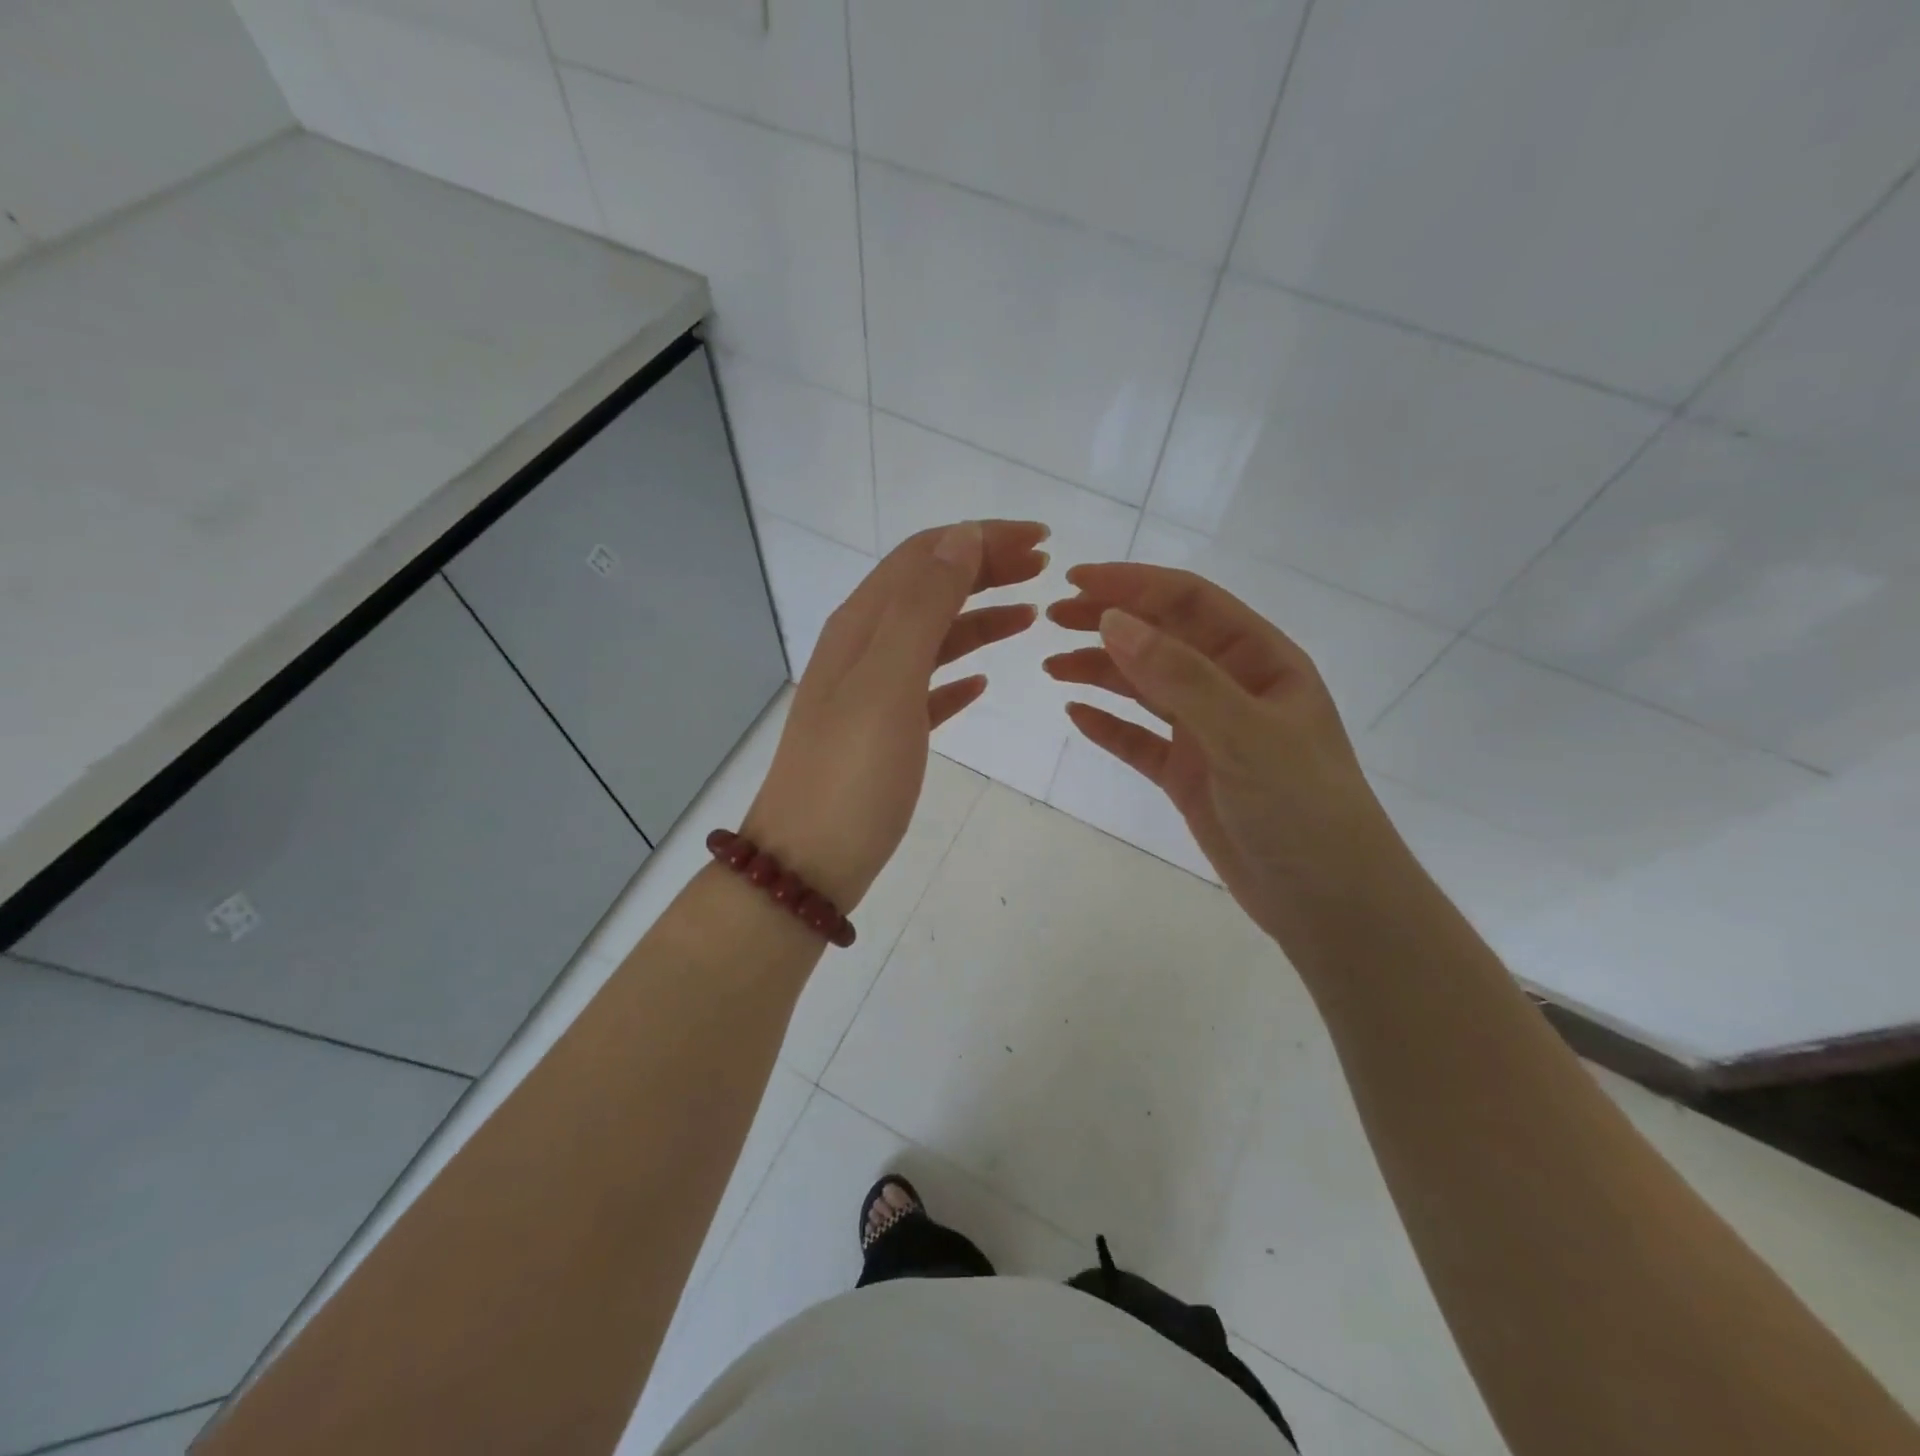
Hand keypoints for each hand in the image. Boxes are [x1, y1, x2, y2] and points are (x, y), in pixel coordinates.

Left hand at [744, 520, 1049, 911]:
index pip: (924, 556)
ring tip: (1030, 616)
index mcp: (861, 626)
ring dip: (980, 617)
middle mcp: (862, 649)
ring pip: (933, 637)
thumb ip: (922, 606)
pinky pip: (928, 687)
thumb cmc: (852, 773)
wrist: (808, 863)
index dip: (980, 538)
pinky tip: (984, 682)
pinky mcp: (883, 734)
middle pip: (928, 588)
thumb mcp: (888, 681)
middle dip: (985, 568)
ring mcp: (871, 693)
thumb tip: (959, 537)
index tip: (1041, 541)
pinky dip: (959, 673)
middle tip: (1044, 569)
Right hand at [1045, 563, 1404, 940]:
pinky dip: (1108, 725)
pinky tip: (1076, 714)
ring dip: (1100, 670)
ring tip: (1052, 665)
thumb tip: (1113, 621)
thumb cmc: (1302, 807)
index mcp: (1261, 660)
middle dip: (1109, 622)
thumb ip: (1180, 677)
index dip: (1134, 584)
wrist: (1329, 901)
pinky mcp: (1189, 774)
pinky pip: (1140, 740)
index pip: (1190, 602)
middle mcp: (1233, 687)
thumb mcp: (1244, 733)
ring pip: (1146, 687)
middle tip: (1052, 618)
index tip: (1076, 579)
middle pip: (1162, 638)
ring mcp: (1209, 732)